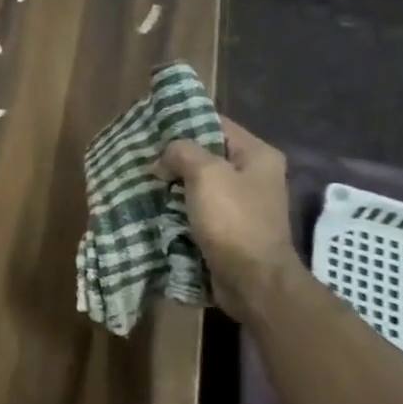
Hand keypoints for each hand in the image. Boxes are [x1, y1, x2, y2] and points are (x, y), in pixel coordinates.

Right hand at [156, 116, 305, 316]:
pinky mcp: (231, 228)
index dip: (184, 122)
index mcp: (258, 155)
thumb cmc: (233, 220)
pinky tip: (156, 206)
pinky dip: (180, 207)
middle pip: (207, 154)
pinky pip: (200, 208)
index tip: (152, 128)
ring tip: (144, 181)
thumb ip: (181, 152)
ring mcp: (244, 204)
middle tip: (144, 157)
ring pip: (200, 183)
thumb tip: (163, 160)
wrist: (253, 281)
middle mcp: (255, 175)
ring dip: (174, 184)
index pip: (216, 123)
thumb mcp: (205, 174)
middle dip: (175, 157)